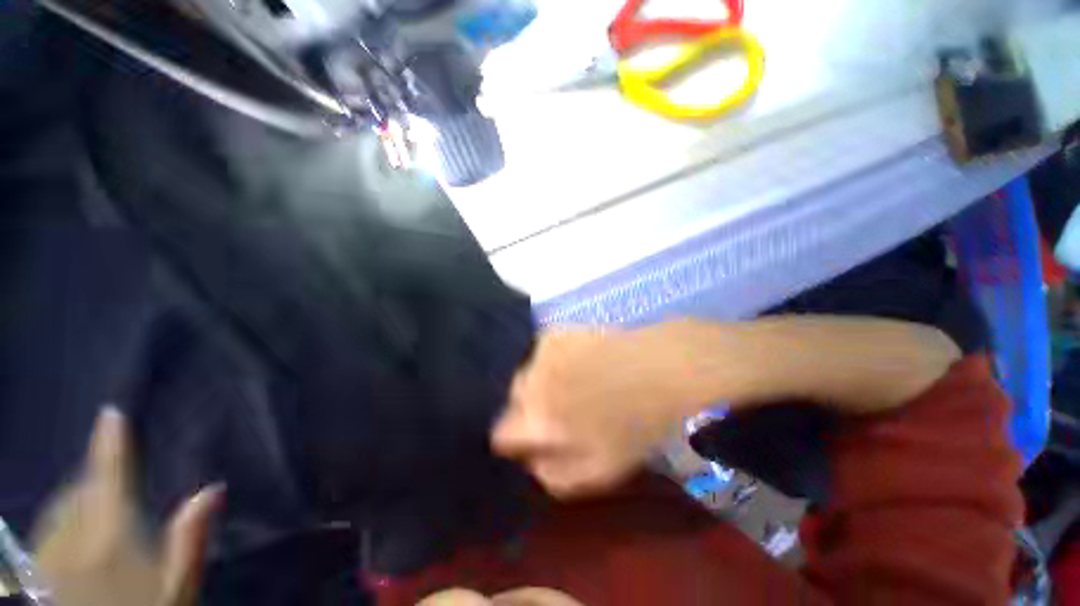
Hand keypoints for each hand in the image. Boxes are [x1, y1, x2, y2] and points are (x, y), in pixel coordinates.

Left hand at [33, 408, 223, 605]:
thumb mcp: (179, 586)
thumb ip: (192, 539)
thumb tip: (213, 489)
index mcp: (109, 537)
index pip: (107, 478)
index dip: (109, 444)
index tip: (110, 414)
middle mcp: (70, 540)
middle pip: (79, 490)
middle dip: (96, 478)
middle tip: (115, 480)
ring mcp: (47, 555)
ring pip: (59, 507)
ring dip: (79, 497)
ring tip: (97, 506)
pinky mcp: (36, 568)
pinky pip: (47, 528)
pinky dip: (62, 519)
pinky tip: (73, 532)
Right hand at [492, 328, 691, 498]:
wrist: (658, 370)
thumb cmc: (633, 425)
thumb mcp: (598, 472)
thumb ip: (552, 475)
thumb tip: (528, 460)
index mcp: (537, 419)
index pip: (500, 433)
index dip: (516, 440)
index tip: (536, 438)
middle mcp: (530, 381)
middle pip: (513, 400)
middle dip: (529, 408)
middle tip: (561, 409)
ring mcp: (541, 351)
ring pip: (526, 374)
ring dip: (540, 382)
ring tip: (573, 382)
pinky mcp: (554, 332)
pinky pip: (539, 353)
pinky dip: (551, 360)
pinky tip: (578, 361)